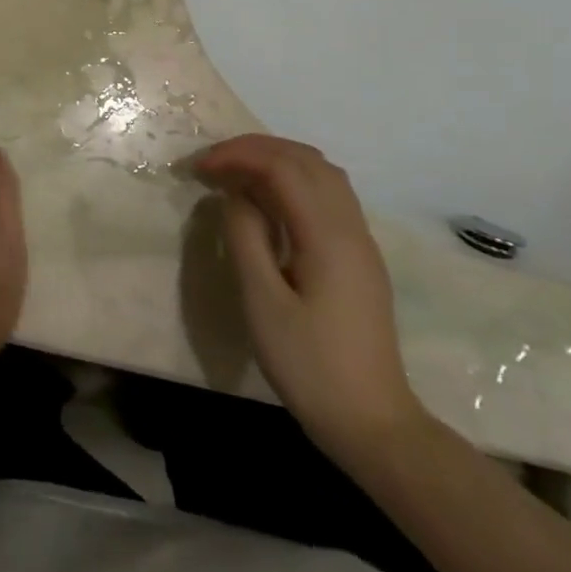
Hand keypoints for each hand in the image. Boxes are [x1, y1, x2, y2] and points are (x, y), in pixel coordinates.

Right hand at [195, 134, 427, 467]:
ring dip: (276, 160)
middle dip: (256, 149)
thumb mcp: (262, 301)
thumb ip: (245, 237)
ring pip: (322, 174)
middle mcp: (351, 228)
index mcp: (328, 236)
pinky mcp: (358, 257)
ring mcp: (360, 242)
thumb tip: (234, 193)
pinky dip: (293, 180)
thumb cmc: (309, 364)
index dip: (237, 155)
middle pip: (307, 160)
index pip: (283, 167)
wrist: (373, 423)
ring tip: (235, 172)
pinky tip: (266, 200)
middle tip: (212, 162)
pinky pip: (328, 195)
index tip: (198, 168)